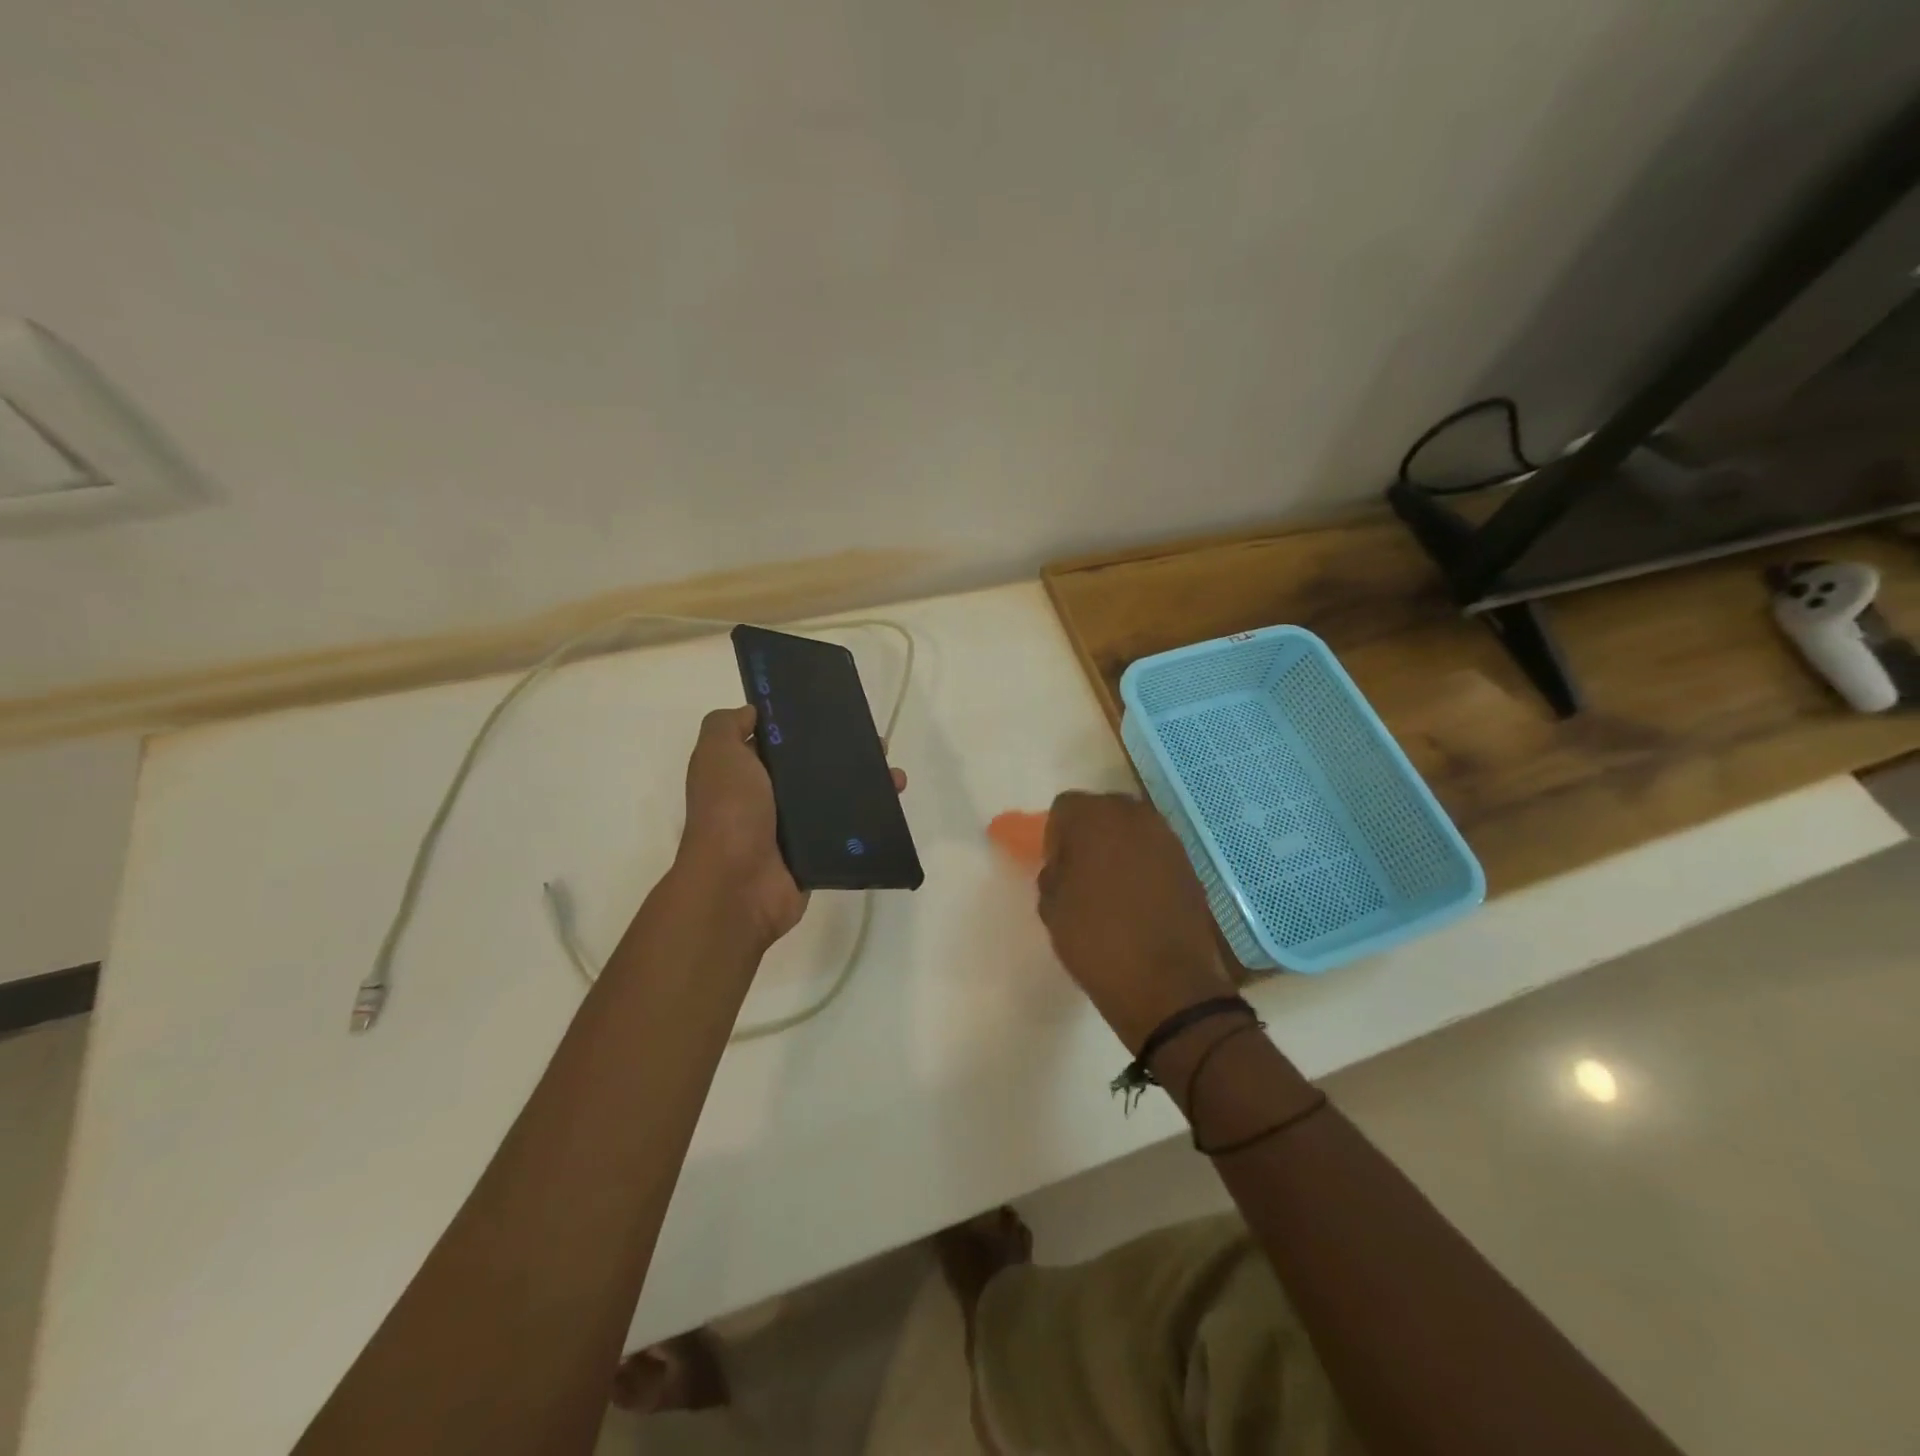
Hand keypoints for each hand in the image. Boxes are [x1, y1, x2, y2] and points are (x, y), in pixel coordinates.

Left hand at [675, 705, 905, 951]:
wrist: (738, 885)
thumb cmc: (730, 812)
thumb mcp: (717, 755)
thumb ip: (726, 725)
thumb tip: (754, 711)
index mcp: (745, 772)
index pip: (779, 740)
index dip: (805, 723)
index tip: (836, 710)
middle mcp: (768, 797)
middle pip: (814, 766)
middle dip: (846, 752)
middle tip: (878, 744)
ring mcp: (794, 827)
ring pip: (837, 796)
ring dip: (867, 782)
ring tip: (894, 774)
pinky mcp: (818, 852)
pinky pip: (848, 828)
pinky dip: (872, 815)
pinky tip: (894, 799)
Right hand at [1037, 792, 1233, 1052]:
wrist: (1166, 985)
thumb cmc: (1096, 941)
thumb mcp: (1051, 908)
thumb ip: (1053, 874)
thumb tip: (1065, 866)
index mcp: (1093, 818)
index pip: (1065, 808)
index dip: (1056, 836)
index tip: (1057, 868)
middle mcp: (1133, 815)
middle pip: (1102, 811)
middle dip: (1090, 835)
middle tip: (1082, 873)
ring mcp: (1167, 838)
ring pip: (1132, 829)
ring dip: (1120, 848)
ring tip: (1113, 888)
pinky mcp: (1189, 863)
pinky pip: (1156, 852)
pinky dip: (1145, 866)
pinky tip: (1140, 900)